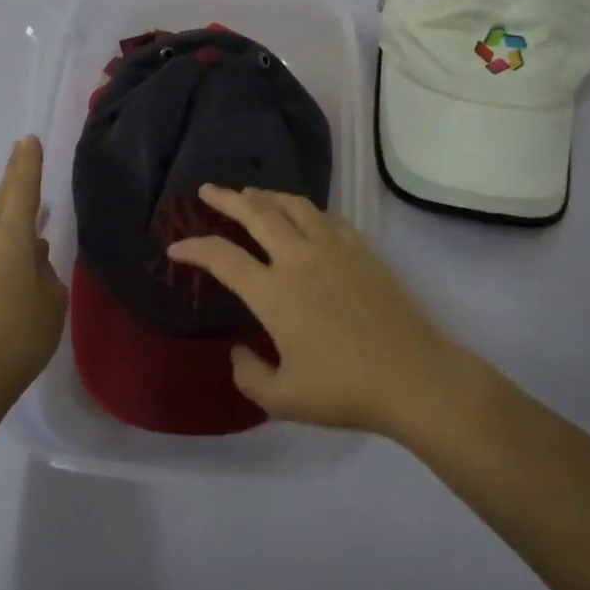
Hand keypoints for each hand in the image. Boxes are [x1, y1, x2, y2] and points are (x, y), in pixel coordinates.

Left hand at [0, 136, 67, 398]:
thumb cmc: (24, 334)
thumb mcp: (51, 298)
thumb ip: (43, 267)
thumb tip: (31, 252)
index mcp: (9, 238)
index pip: (22, 190)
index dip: (27, 164)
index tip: (28, 139)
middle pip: (0, 201)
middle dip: (11, 177)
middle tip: (20, 153)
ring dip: (7, 216)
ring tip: (27, 217)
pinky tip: (13, 257)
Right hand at [167, 184, 470, 436]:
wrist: (413, 377)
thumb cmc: (344, 390)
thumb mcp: (282, 399)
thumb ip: (249, 375)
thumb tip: (239, 352)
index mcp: (273, 292)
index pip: (222, 258)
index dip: (194, 248)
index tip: (176, 248)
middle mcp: (299, 259)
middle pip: (256, 213)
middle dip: (226, 199)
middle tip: (207, 190)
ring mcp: (335, 249)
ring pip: (294, 205)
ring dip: (267, 195)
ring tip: (252, 194)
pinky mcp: (363, 251)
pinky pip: (328, 218)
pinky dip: (306, 211)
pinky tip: (305, 218)